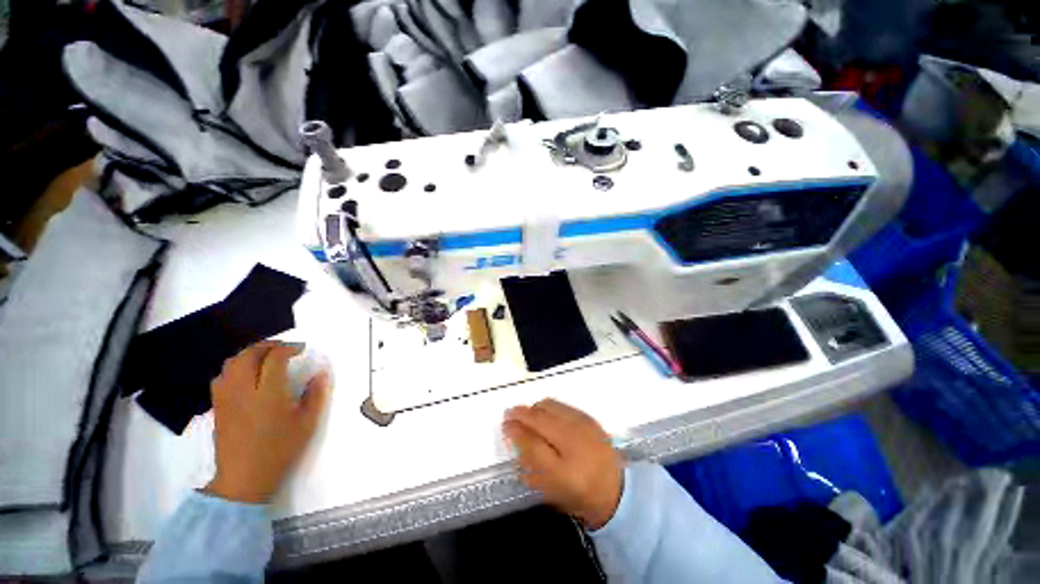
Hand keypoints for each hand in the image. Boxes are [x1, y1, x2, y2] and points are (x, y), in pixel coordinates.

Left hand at [205, 341, 331, 503]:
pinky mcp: (217, 406)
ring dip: (249, 354)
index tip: (301, 349)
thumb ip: (316, 395)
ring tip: (265, 359)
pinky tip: (246, 376)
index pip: (275, 358)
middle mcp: (243, 389)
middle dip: (268, 346)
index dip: (289, 348)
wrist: (244, 478)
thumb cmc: (280, 449)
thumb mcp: (307, 423)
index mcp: (268, 393)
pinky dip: (235, 367)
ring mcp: (226, 398)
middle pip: (249, 354)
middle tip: (284, 349)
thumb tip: (321, 373)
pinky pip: (222, 376)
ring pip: (232, 363)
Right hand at [503, 399, 623, 529]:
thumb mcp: (550, 487)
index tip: (504, 424)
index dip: (514, 429)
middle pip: (539, 415)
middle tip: (511, 416)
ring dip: (534, 409)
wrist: (615, 489)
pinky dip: (548, 407)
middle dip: (521, 413)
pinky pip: (561, 405)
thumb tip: (514, 436)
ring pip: (549, 405)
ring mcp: (583, 424)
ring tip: (529, 417)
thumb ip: (530, 462)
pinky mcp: (588, 417)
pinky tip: (547, 417)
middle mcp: (573, 439)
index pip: (532, 440)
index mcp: (563, 466)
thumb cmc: (577, 493)